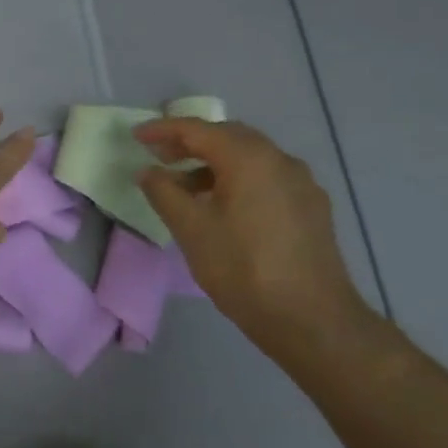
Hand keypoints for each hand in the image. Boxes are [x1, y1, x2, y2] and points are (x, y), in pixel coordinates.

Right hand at [135, 117, 378, 362]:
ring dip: (214, 162)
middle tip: (159, 156)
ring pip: (250, 157)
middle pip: (229, 136)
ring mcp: (302, 183)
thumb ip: (164, 192)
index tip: (136, 136)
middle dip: (191, 142)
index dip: (164, 129)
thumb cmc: (242, 268)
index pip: (199, 129)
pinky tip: (222, 206)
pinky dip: (237, 178)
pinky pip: (267, 177)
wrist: (311, 318)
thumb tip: (148, 172)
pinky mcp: (311, 207)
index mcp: (250, 159)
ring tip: (185, 185)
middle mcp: (280, 160)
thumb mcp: (191, 229)